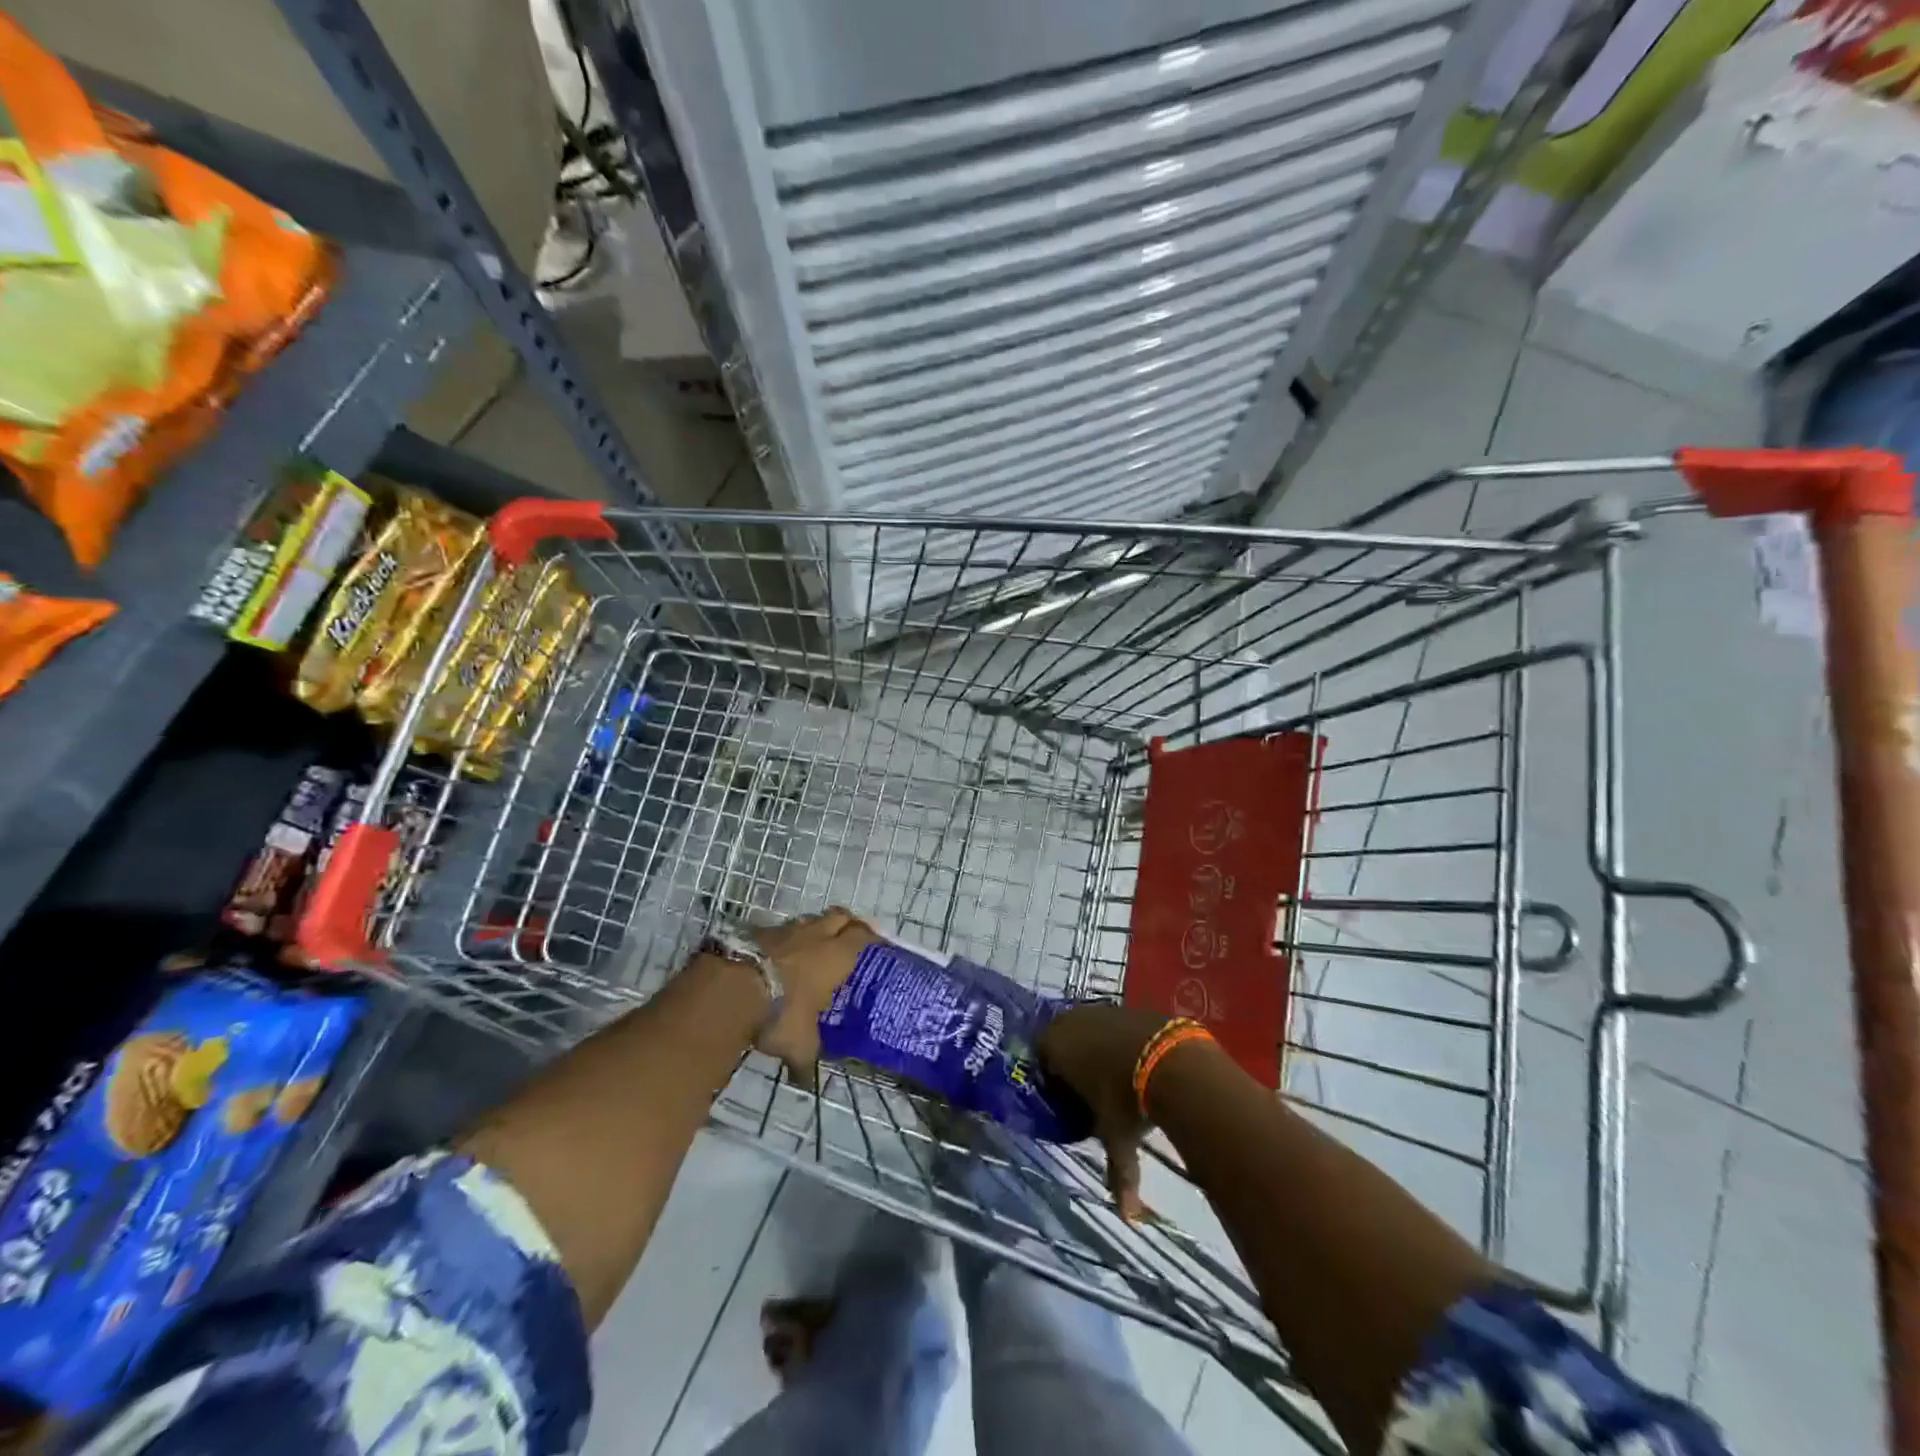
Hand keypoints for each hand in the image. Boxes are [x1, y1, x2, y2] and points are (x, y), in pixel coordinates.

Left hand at [750, 908, 877, 1076]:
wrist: (731, 988)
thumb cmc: (780, 1013)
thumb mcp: (799, 1044)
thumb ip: (806, 1060)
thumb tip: (805, 1083)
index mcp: (836, 956)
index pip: (863, 936)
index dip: (871, 937)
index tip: (876, 944)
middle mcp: (815, 935)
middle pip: (840, 916)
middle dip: (847, 924)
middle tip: (850, 938)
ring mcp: (785, 929)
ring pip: (809, 920)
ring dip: (815, 929)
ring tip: (813, 947)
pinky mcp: (757, 931)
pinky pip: (779, 930)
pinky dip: (784, 939)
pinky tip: (779, 955)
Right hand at [1038, 1002, 1172, 1221]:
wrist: (1172, 1060)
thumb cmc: (1128, 1099)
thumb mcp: (1118, 1138)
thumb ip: (1119, 1174)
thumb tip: (1129, 1217)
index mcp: (1055, 1046)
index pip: (1040, 1058)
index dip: (1051, 1079)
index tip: (1065, 1100)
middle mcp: (1071, 1021)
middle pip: (1062, 1039)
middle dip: (1071, 1061)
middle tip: (1086, 1089)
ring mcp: (1100, 1009)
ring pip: (1088, 1028)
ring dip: (1095, 1047)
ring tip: (1112, 1075)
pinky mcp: (1128, 1005)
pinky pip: (1112, 1023)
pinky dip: (1118, 1039)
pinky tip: (1134, 1060)